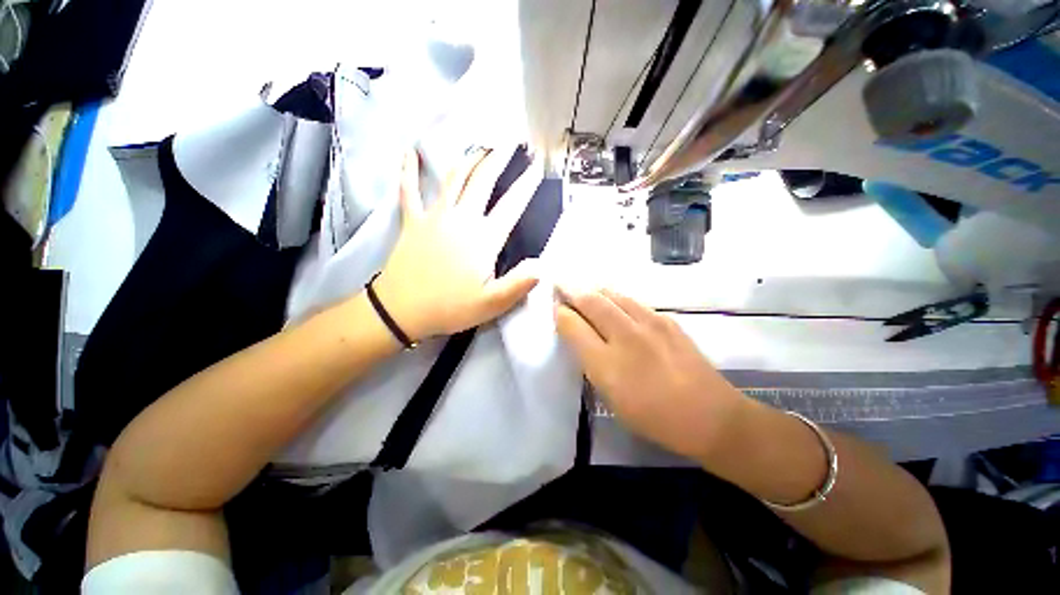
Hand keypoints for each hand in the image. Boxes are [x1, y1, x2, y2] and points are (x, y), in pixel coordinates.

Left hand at [374, 148, 541, 340]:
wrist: (401, 310)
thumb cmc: (450, 308)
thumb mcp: (492, 304)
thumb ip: (519, 283)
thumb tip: (543, 265)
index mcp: (483, 239)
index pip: (511, 205)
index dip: (526, 185)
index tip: (537, 166)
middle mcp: (462, 219)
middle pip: (483, 181)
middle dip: (499, 159)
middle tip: (511, 142)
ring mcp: (435, 216)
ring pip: (454, 178)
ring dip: (469, 159)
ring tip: (481, 146)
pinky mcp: (413, 221)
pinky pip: (409, 189)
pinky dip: (409, 169)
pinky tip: (409, 150)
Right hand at [554, 288, 747, 460]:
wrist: (709, 415)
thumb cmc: (653, 416)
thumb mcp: (611, 397)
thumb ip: (591, 363)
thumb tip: (579, 336)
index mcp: (607, 363)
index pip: (573, 326)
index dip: (560, 313)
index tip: (554, 306)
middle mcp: (625, 336)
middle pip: (591, 302)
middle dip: (571, 290)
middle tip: (560, 283)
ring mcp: (649, 324)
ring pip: (612, 295)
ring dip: (592, 288)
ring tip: (582, 286)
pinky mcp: (666, 320)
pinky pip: (632, 301)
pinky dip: (615, 296)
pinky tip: (612, 298)